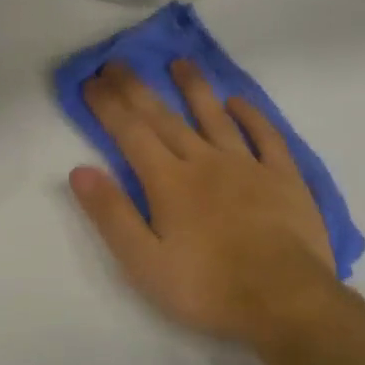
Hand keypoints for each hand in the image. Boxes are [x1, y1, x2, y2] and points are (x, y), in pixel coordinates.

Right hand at [70, 61, 339, 344]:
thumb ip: (111, 215)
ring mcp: (248, 166)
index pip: (131, 133)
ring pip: (215, 117)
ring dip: (195, 89)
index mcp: (169, 183)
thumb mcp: (144, 262)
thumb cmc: (208, 287)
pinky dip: (251, 116)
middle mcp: (205, 163)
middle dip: (137, 89)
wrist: (285, 301)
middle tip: (118, 63)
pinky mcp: (284, 178)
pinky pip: (266, 137)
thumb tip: (80, 171)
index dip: (108, 105)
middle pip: (165, 118)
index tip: (91, 81)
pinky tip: (238, 103)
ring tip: (179, 63)